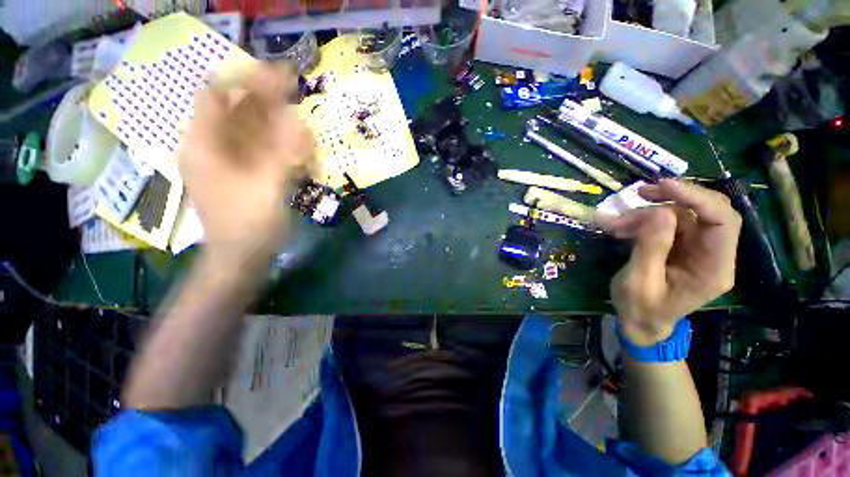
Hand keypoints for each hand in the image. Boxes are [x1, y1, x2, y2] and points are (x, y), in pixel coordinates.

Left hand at [179, 64, 315, 273]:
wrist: (242, 258)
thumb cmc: (250, 224)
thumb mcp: (268, 186)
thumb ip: (283, 152)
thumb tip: (298, 120)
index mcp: (204, 145)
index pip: (216, 95)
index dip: (244, 81)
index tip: (277, 77)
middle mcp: (210, 147)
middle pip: (234, 111)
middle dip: (263, 100)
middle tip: (294, 92)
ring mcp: (225, 162)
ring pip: (247, 130)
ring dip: (273, 122)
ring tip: (298, 118)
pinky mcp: (239, 174)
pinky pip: (256, 149)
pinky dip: (275, 144)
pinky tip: (295, 146)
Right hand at [598, 180, 741, 344]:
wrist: (639, 322)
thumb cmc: (640, 309)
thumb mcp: (640, 282)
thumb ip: (651, 248)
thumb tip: (660, 213)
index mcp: (714, 268)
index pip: (723, 221)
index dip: (697, 198)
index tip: (663, 186)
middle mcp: (712, 254)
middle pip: (707, 211)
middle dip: (673, 198)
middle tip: (638, 194)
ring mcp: (696, 249)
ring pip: (680, 215)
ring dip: (645, 213)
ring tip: (613, 223)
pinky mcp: (679, 246)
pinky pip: (665, 224)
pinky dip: (641, 221)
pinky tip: (620, 227)